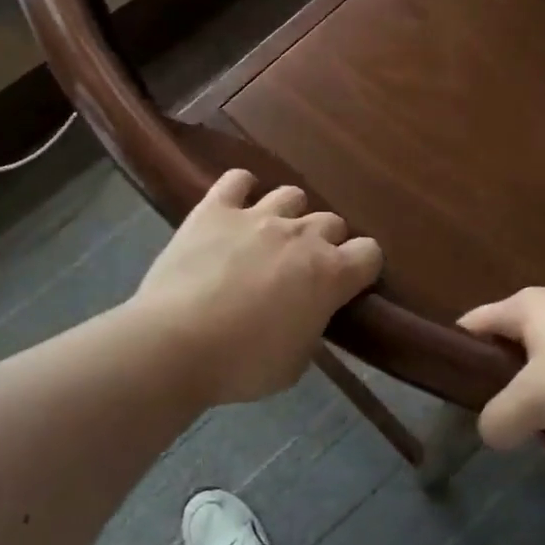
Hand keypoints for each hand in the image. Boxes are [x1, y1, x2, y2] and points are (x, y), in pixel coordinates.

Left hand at [130, 169, 382, 406]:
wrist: (175, 344)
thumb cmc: (242, 364)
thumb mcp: (295, 363)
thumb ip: (311, 329)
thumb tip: (307, 315)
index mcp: (329, 274)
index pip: (370, 253)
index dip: (362, 268)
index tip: (347, 285)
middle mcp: (301, 235)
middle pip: (332, 221)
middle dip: (325, 243)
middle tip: (301, 270)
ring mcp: (258, 216)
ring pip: (291, 195)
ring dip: (288, 215)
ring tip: (269, 238)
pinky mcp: (215, 209)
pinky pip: (238, 180)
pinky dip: (242, 190)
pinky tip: (235, 207)